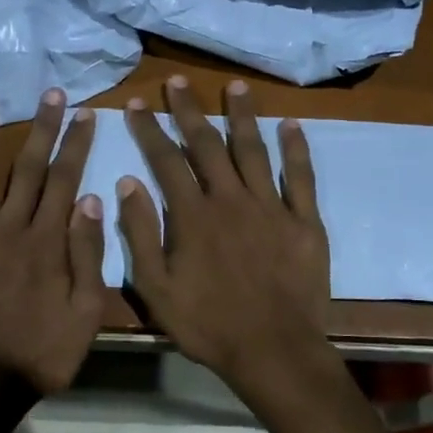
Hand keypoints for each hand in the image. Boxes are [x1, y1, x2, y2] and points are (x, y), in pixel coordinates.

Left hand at [0, 89, 105, 394]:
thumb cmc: (41, 353)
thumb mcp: (86, 313)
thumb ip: (88, 256)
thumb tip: (93, 199)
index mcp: (47, 241)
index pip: (65, 180)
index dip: (75, 145)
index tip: (84, 115)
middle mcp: (8, 228)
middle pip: (27, 168)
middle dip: (40, 128)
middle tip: (48, 93)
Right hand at [118, 77, 331, 397]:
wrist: (273, 349)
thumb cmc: (208, 324)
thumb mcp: (156, 288)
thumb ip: (141, 234)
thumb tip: (128, 183)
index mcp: (192, 215)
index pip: (165, 161)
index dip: (149, 130)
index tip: (137, 103)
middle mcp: (230, 199)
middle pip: (206, 145)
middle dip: (189, 111)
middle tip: (178, 82)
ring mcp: (271, 206)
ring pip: (253, 150)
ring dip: (242, 116)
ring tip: (234, 87)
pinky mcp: (304, 221)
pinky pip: (301, 176)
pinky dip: (296, 148)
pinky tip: (291, 124)